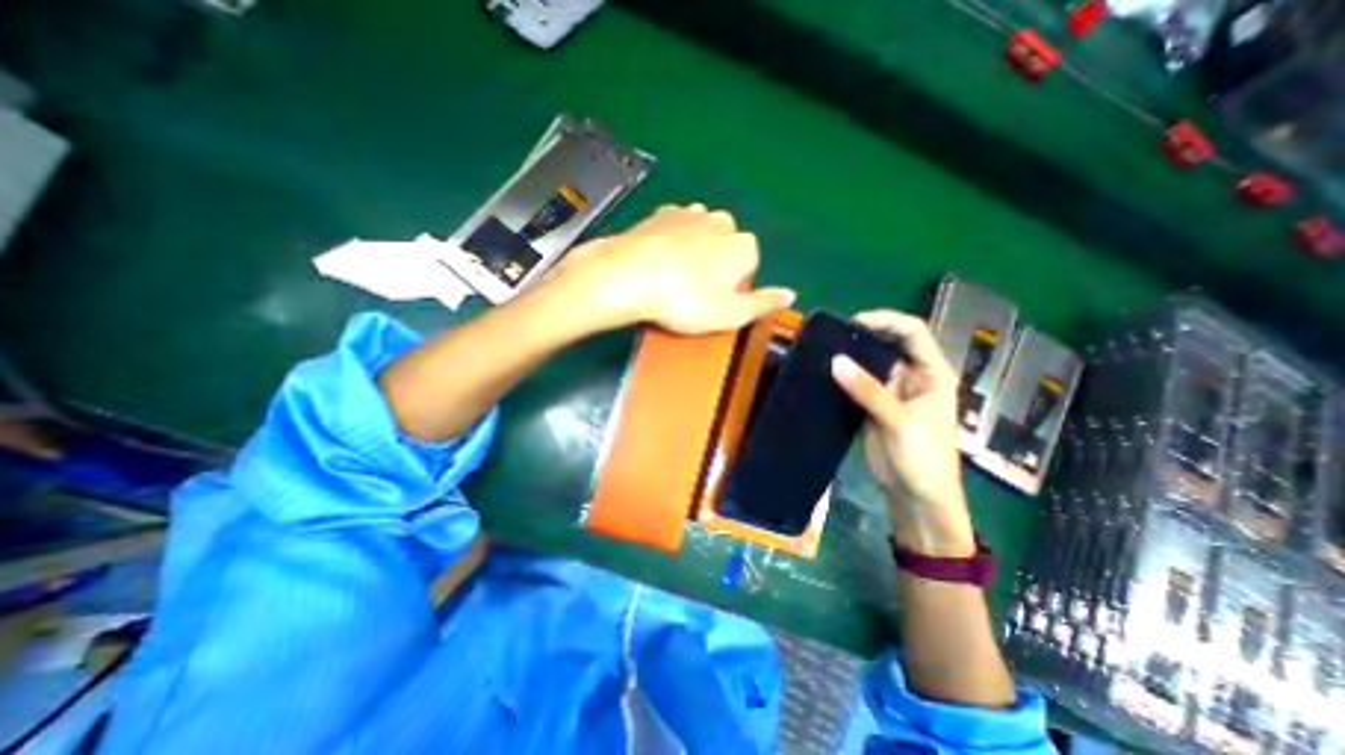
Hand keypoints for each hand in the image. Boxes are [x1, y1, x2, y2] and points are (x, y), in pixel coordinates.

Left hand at [552, 206, 789, 335]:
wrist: (629, 276)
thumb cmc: (684, 301)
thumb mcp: (730, 314)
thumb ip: (764, 304)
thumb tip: (790, 294)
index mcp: (743, 246)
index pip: (749, 265)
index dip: (732, 286)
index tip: (713, 302)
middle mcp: (722, 222)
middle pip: (726, 247)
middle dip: (715, 266)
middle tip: (692, 293)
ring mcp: (690, 213)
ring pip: (701, 235)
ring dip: (694, 253)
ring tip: (673, 278)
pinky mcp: (661, 213)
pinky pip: (675, 228)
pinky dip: (671, 242)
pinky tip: (658, 261)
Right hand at [827, 310, 972, 556]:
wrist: (917, 496)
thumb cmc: (924, 459)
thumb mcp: (900, 422)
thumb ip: (870, 391)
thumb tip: (836, 361)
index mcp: (932, 373)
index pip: (913, 333)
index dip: (887, 321)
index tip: (855, 322)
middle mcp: (912, 377)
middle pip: (888, 345)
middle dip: (863, 337)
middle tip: (832, 336)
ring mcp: (891, 392)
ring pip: (870, 364)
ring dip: (850, 357)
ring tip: (824, 351)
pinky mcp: (873, 406)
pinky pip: (857, 384)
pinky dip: (843, 378)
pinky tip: (825, 374)